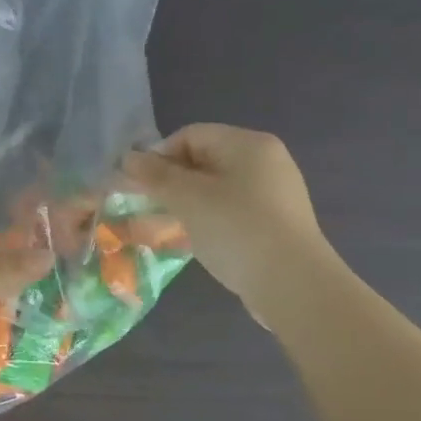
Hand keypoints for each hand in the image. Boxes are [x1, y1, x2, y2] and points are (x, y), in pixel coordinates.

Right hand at [124, 125, 330, 326]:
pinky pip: (232, 211)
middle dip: (170, 182)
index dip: (158, 157)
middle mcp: (266, 160)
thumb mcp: (187, 198)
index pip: (190, 136)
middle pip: (204, 160)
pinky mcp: (277, 223)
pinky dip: (209, 220)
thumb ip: (155, 175)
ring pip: (216, 188)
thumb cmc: (235, 229)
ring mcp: (275, 193)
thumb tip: (128, 157)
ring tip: (166, 227)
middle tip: (147, 208)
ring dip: (186, 203)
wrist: (292, 284)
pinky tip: (197, 241)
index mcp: (247, 143)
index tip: (139, 186)